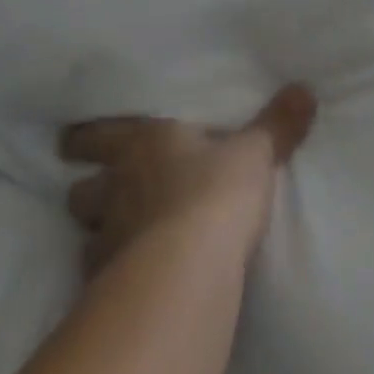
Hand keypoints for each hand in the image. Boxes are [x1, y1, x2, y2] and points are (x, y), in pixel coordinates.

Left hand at [59, 86, 317, 276]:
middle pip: (81, 189)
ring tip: (110, 242)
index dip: (84, 139)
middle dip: (85, 190)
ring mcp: (108, 237)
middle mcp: (117, 187)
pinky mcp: (109, 284)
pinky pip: (98, 278)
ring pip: (85, 233)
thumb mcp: (254, 154)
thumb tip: (304, 88)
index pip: (100, 135)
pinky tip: (120, 286)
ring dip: (96, 234)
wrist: (191, 266)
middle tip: (91, 191)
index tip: (69, 142)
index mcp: (144, 144)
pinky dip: (107, 278)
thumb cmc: (217, 193)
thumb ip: (277, 125)